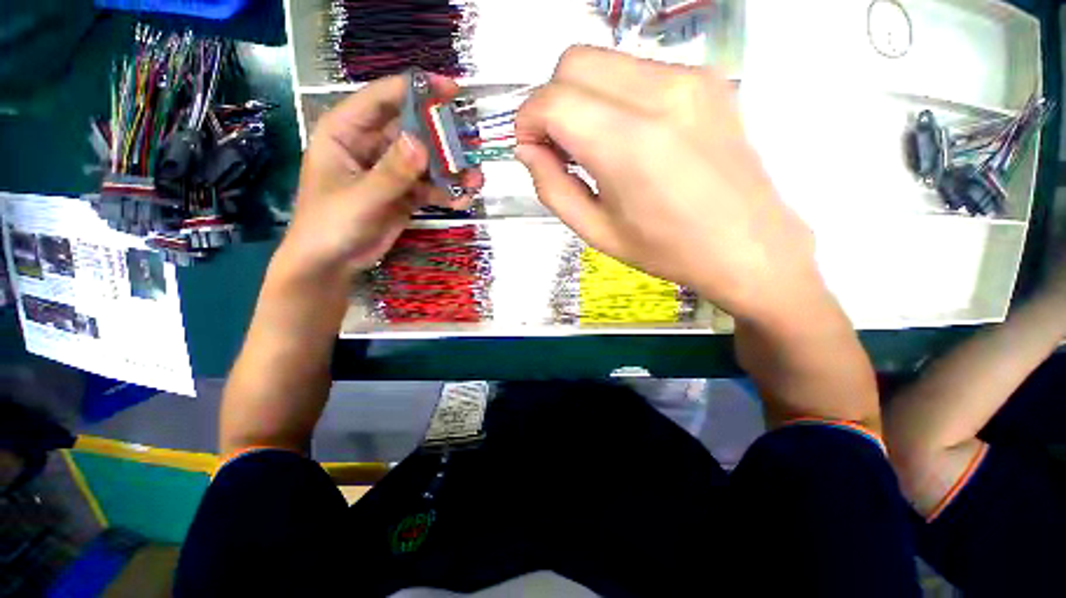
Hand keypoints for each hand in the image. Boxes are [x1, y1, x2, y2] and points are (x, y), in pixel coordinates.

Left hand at [277, 74, 482, 282]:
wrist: (332, 263)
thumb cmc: (331, 225)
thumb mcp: (361, 198)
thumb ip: (392, 172)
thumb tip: (421, 143)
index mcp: (346, 131)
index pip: (383, 99)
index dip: (417, 90)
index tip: (453, 90)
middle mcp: (370, 145)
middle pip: (412, 129)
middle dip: (442, 138)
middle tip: (470, 146)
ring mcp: (390, 171)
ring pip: (426, 161)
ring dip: (451, 170)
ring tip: (476, 181)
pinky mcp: (403, 194)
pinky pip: (429, 186)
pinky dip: (446, 192)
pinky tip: (462, 200)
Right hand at [515, 47, 822, 322]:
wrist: (748, 245)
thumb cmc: (667, 250)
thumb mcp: (596, 232)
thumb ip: (552, 188)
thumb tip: (528, 150)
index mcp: (628, 146)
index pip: (552, 100)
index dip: (527, 121)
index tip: (531, 149)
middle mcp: (659, 96)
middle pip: (573, 62)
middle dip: (551, 102)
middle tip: (559, 147)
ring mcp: (689, 79)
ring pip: (604, 61)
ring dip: (582, 98)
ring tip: (593, 146)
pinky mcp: (706, 79)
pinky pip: (637, 71)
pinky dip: (614, 97)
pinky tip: (627, 137)